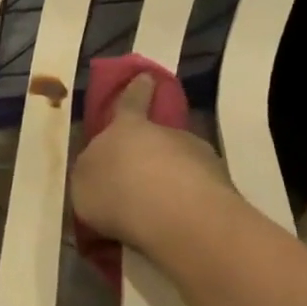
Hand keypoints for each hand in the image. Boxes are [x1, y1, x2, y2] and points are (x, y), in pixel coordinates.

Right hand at [68, 72, 231, 253]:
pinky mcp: (223, 188)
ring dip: (170, 181)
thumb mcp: (83, 183)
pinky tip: (173, 227)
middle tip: (138, 178)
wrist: (178, 218)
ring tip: (155, 211)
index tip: (146, 78)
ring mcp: (200, 158)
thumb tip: (100, 171)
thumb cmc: (117, 192)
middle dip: (151, 152)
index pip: (130, 102)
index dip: (136, 90)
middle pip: (158, 137)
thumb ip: (91, 173)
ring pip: (180, 165)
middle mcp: (167, 134)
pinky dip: (186, 205)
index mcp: (126, 128)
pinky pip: (196, 193)